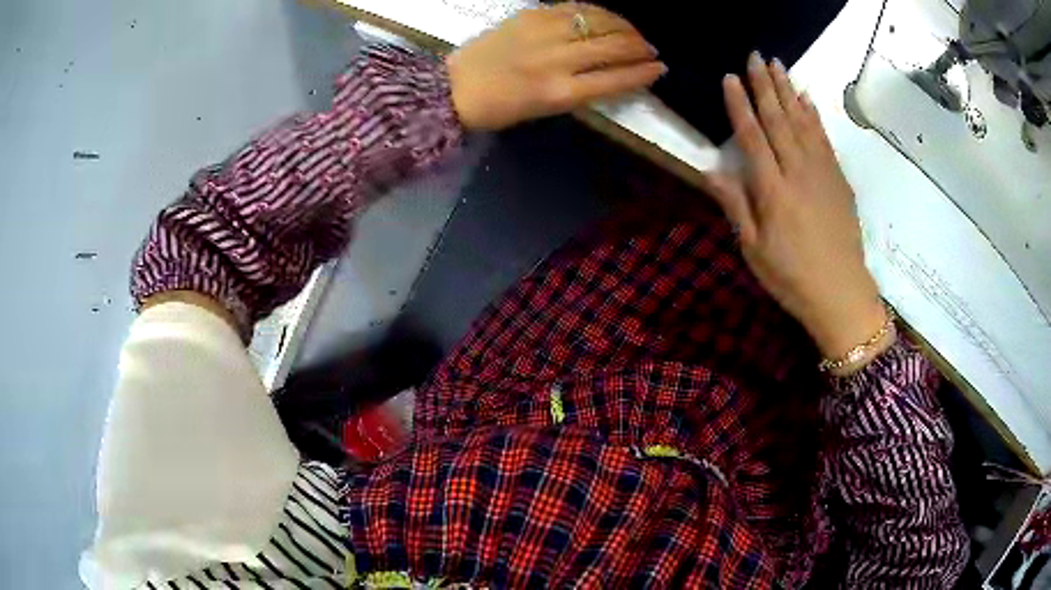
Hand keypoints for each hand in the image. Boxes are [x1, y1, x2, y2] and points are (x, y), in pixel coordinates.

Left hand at [446, 3, 665, 130]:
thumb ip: (582, 90)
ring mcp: (543, 33)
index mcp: (559, 93)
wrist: (454, 87)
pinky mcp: (531, 15)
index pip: (616, 79)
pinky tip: (607, 16)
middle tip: (651, 48)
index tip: (660, 68)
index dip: (643, 73)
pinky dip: (597, 11)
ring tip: (634, 31)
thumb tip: (616, 72)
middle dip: (640, 47)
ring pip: (598, 21)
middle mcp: (556, 61)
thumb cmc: (500, 108)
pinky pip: (575, 7)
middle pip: (613, 47)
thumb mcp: (545, 110)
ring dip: (624, 25)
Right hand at [704, 53, 888, 361]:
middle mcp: (797, 173)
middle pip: (779, 120)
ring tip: (778, 65)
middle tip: (755, 56)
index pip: (753, 137)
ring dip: (789, 91)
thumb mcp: (754, 250)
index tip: (730, 78)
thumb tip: (712, 170)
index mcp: (772, 191)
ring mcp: (822, 173)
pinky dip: (815, 116)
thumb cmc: (791, 278)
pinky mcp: (839, 180)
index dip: (739, 106)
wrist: (841, 294)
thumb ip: (736, 206)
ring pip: (803, 123)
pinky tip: (807, 99)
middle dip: (765, 85)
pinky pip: (825, 139)